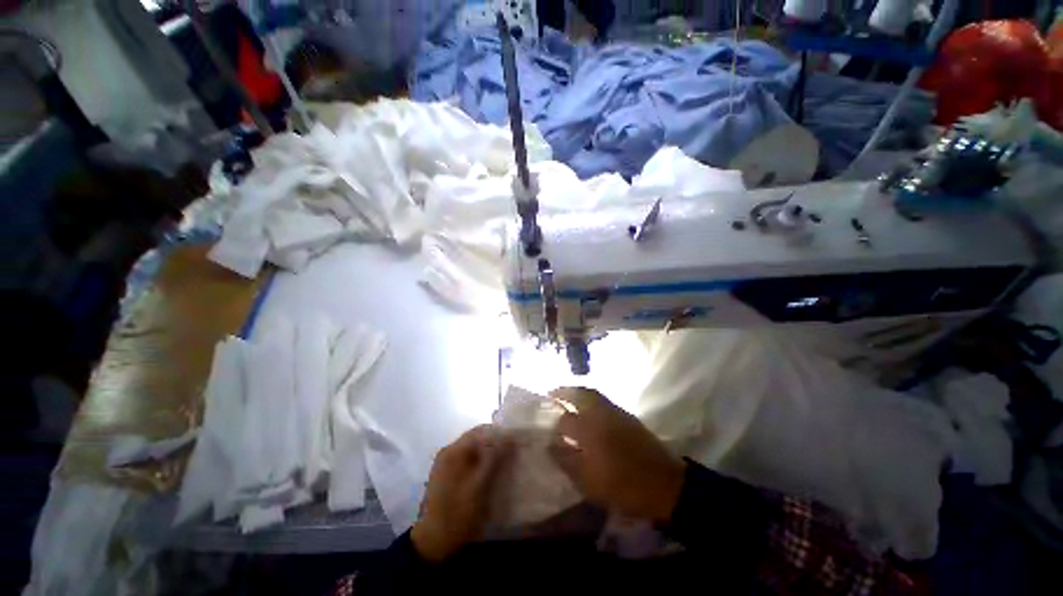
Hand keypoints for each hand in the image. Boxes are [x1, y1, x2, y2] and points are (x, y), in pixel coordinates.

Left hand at [411, 425, 512, 561]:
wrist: (434, 541)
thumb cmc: (459, 513)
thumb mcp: (481, 485)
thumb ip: (494, 458)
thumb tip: (509, 437)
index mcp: (455, 451)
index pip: (482, 431)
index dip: (500, 434)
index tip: (516, 441)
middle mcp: (448, 451)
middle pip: (476, 437)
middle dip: (495, 441)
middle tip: (512, 451)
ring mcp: (444, 462)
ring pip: (472, 447)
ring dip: (488, 450)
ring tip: (503, 459)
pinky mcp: (445, 473)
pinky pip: (466, 457)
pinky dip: (479, 459)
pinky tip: (488, 470)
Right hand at [549, 388, 685, 522]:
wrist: (664, 484)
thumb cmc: (624, 487)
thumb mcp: (590, 483)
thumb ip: (567, 462)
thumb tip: (550, 446)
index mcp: (590, 430)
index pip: (565, 421)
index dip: (553, 424)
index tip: (546, 426)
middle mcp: (601, 414)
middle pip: (579, 394)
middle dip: (563, 392)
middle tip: (552, 394)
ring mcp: (616, 412)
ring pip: (592, 394)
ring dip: (577, 391)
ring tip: (566, 395)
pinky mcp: (627, 415)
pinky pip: (603, 399)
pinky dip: (591, 397)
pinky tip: (587, 409)